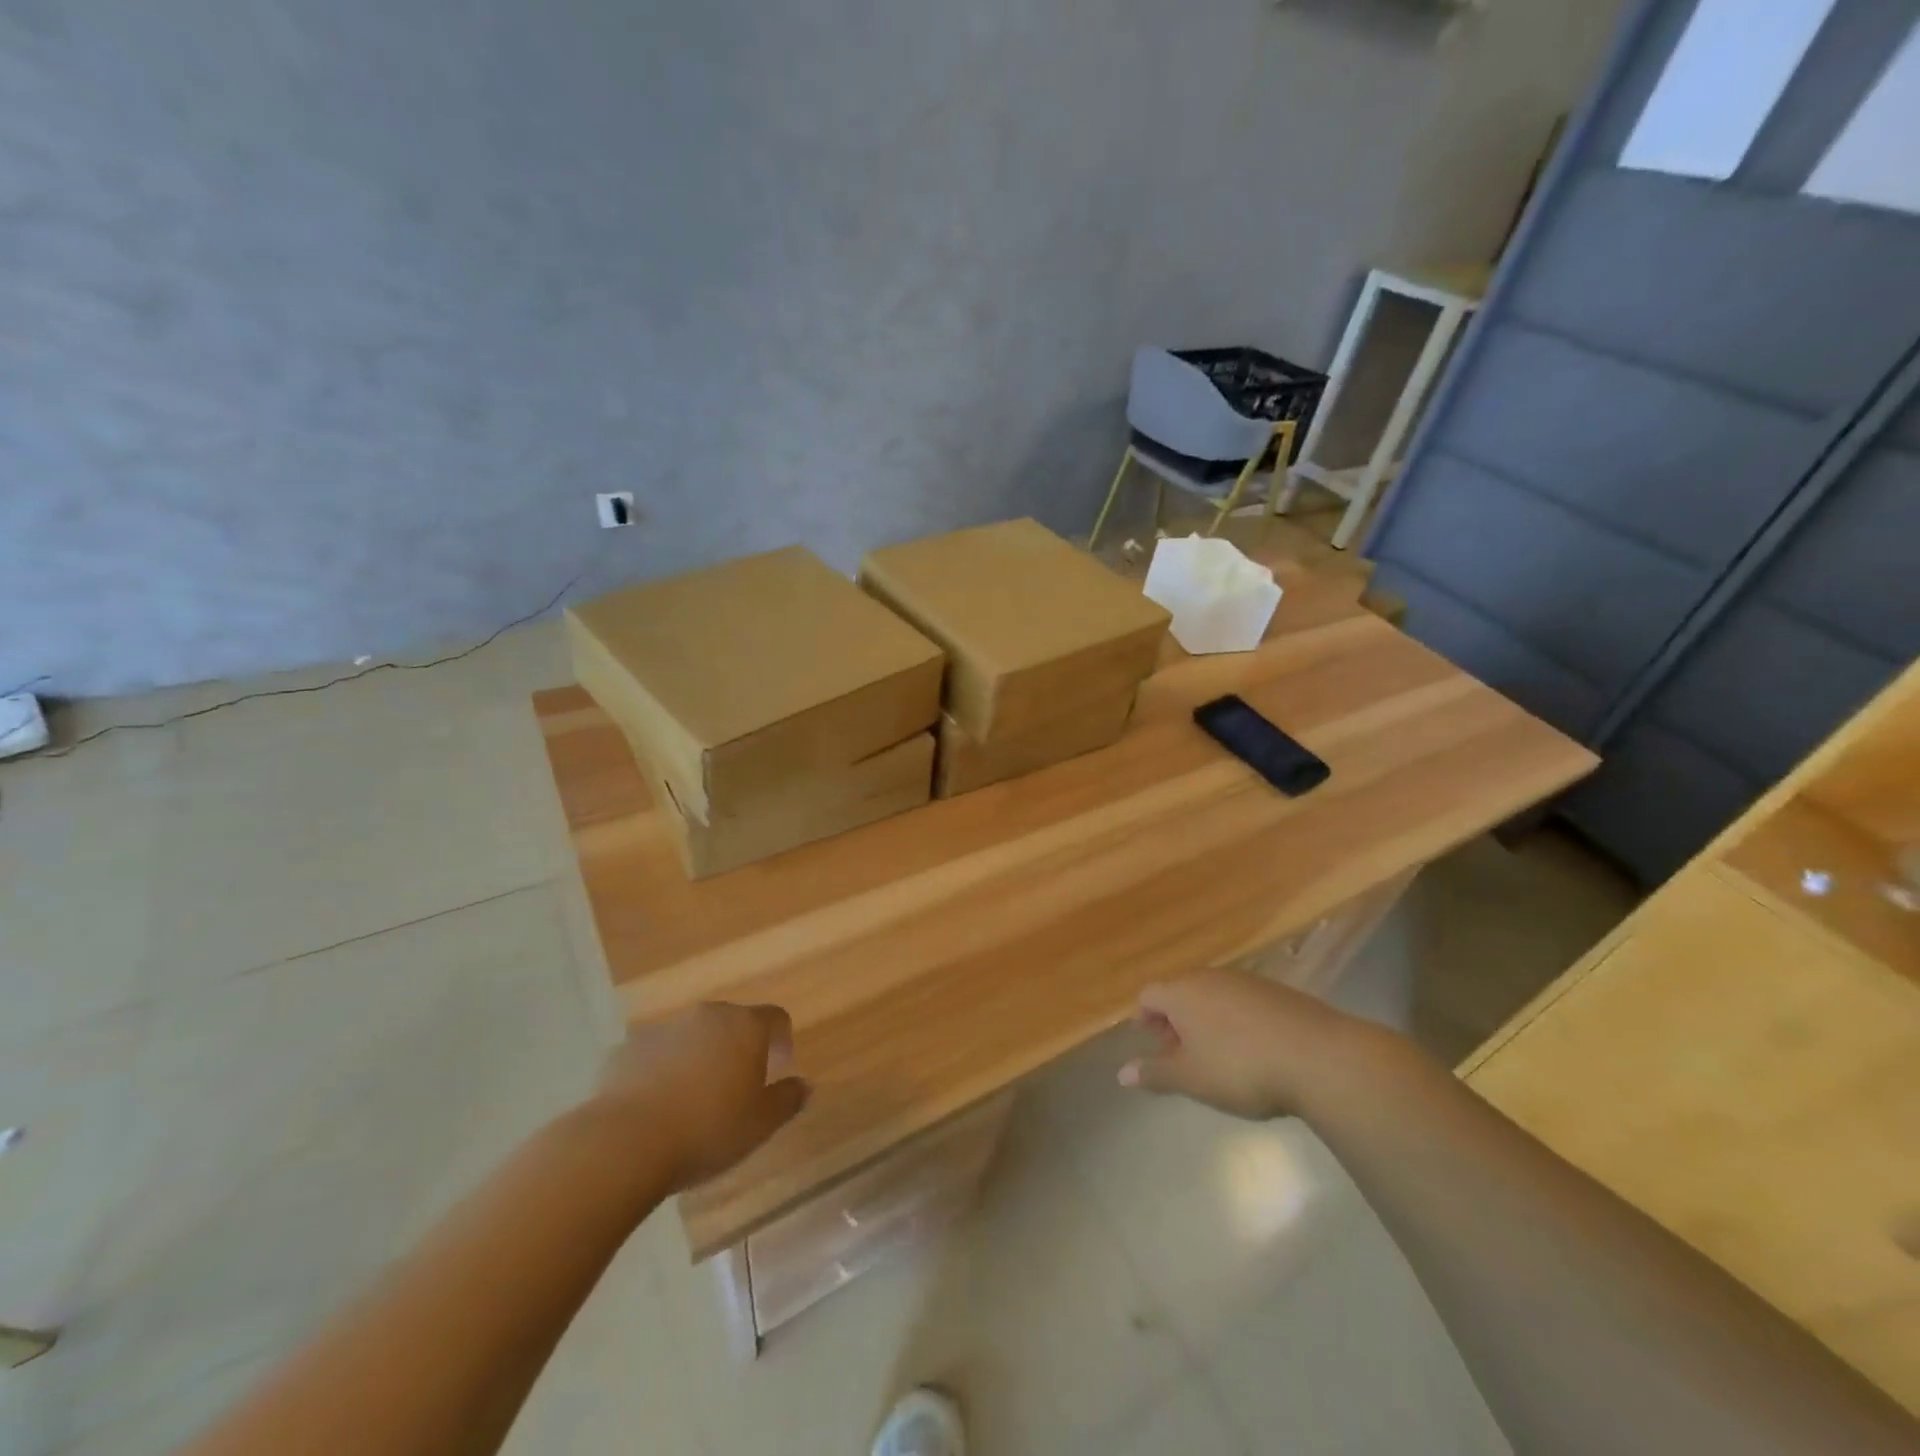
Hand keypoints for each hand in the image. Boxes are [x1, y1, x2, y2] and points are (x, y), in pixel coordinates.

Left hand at [590, 1003, 810, 1192]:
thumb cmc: (707, 1130)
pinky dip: (662, 1071)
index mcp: (744, 1026)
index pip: (775, 1018)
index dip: (782, 1040)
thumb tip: (804, 1085)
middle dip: (739, 1048)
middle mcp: (706, 1016)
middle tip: (738, 1086)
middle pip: (732, 1023)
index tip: (780, 1067)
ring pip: (692, 1037)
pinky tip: (656, 1107)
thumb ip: (788, 1100)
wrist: (624, 1143)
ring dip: (700, 1058)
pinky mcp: (626, 1050)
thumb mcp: (761, 1124)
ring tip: (694, 1100)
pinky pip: (655, 1055)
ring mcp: (663, 1029)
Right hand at [1118, 969, 1362, 1119]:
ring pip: (1211, 995)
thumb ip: (1155, 1074)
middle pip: (1179, 992)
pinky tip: (1253, 1050)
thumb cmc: (1241, 1068)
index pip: (1148, 995)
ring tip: (1219, 1057)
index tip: (1154, 1047)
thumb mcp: (1192, 1079)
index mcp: (1181, 993)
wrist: (1319, 1058)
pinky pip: (1241, 1001)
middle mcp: (1209, 977)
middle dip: (1175, 1021)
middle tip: (1184, 1056)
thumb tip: (1122, 1073)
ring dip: (1206, 1020)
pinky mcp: (1276, 991)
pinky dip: (1236, 1020)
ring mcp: (1245, 980)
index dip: (1144, 1019)